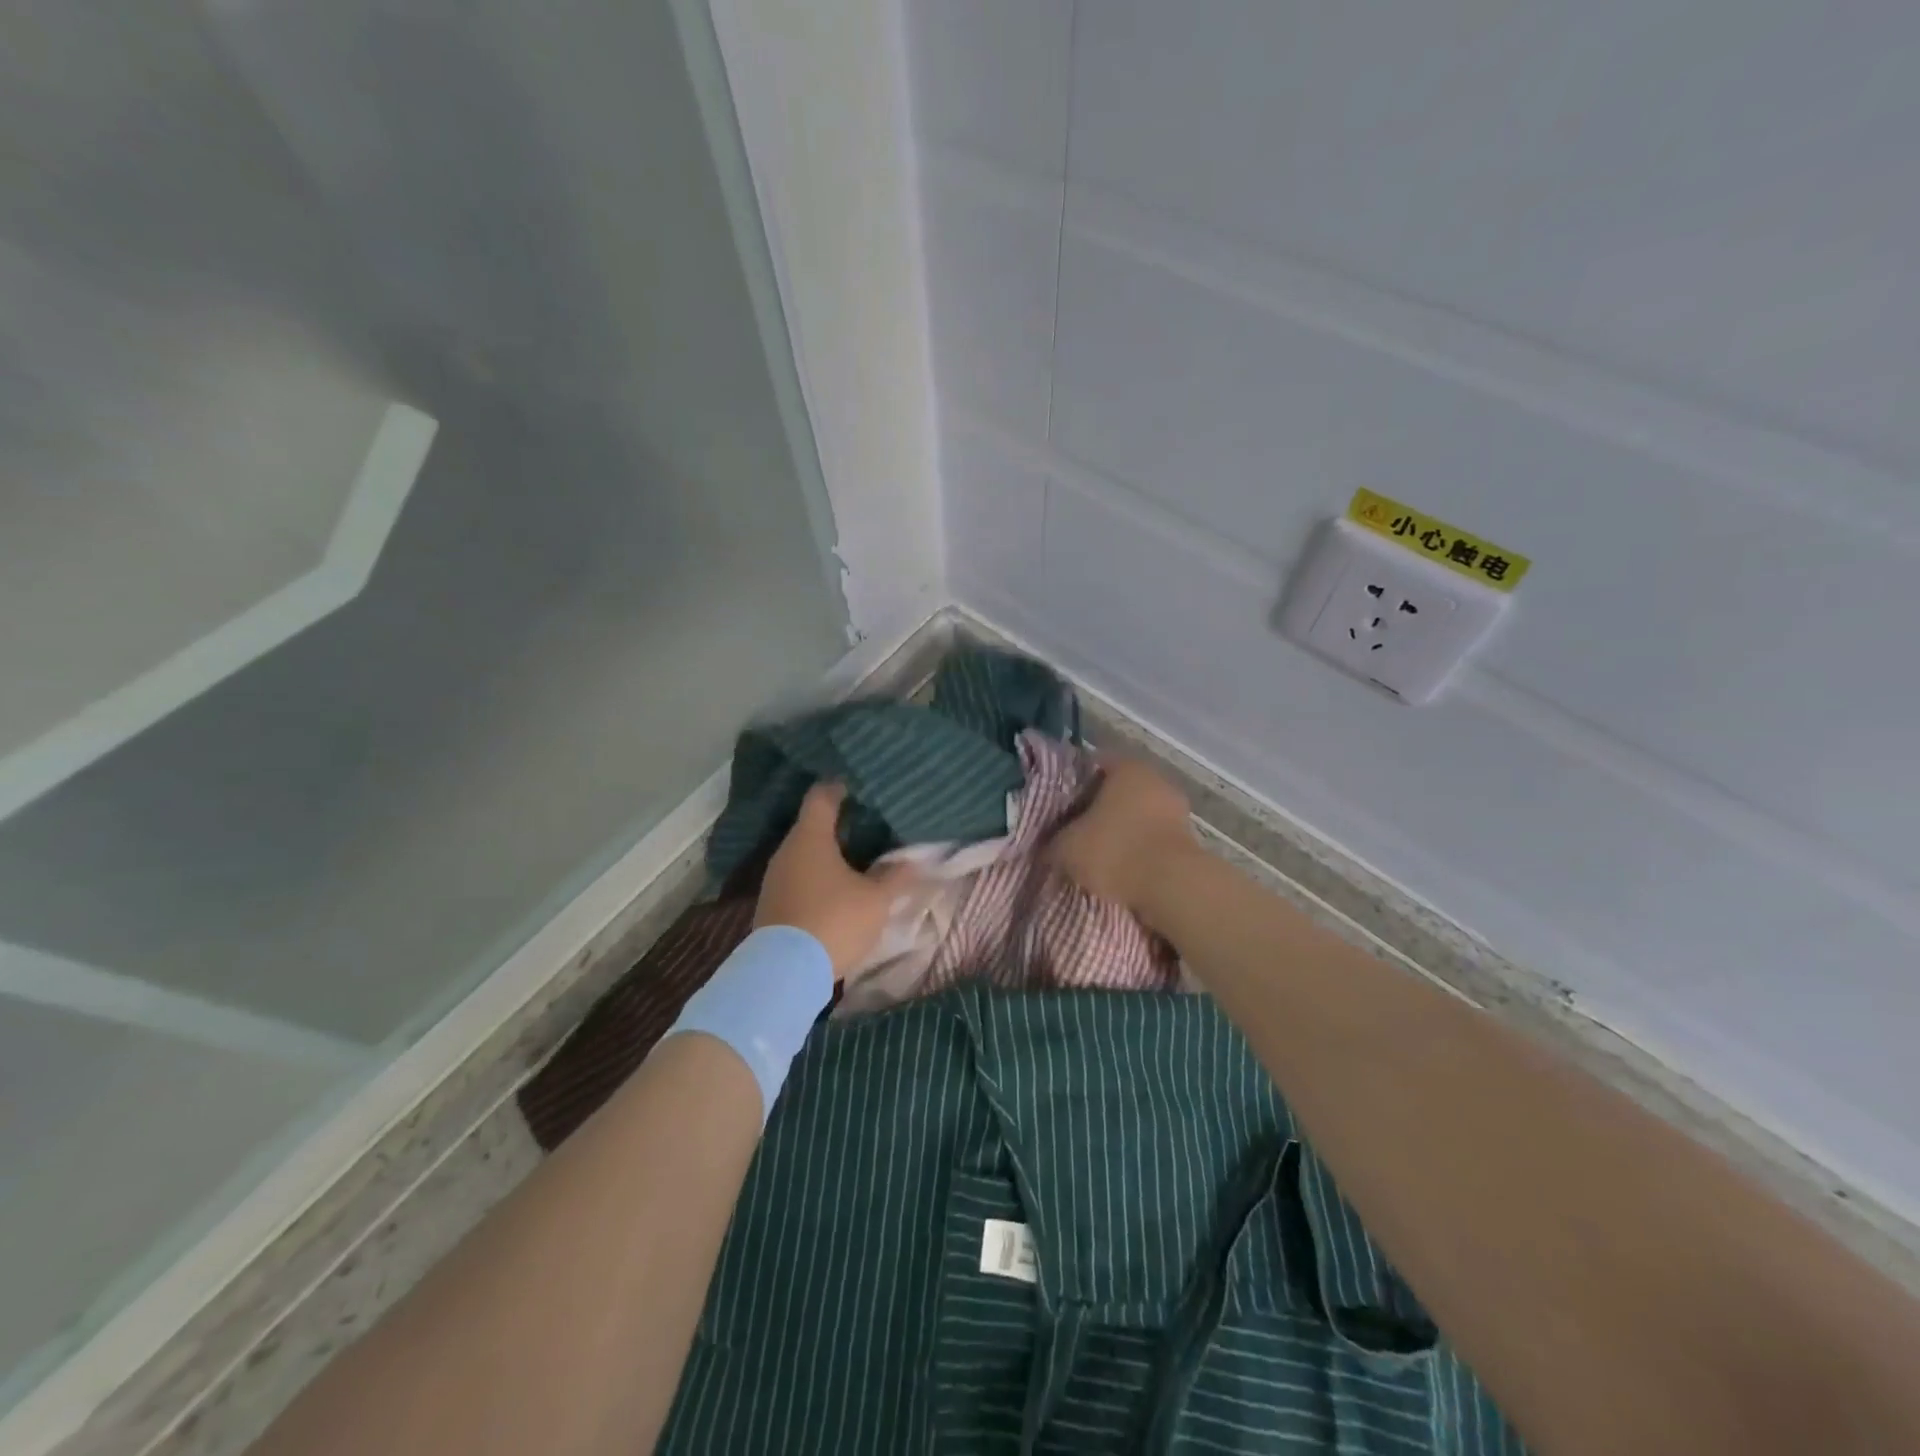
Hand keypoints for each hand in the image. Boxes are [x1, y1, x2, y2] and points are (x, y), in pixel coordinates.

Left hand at [755, 784, 919, 979]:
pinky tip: (839, 889)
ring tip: (861, 857)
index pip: (822, 794)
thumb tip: (913, 859)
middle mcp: (787, 851)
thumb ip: (896, 876)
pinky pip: (799, 877)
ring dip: (830, 853)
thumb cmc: (834, 921)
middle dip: (842, 823)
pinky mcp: (772, 904)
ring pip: (806, 853)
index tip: (864, 786)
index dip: (843, 786)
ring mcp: (775, 879)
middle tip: (873, 823)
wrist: (784, 975)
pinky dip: (818, 876)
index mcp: (810, 836)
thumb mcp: (876, 900)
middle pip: (813, 824)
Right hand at [1048, 754, 1195, 927]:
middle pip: (1117, 790)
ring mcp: (1176, 809)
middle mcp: (1155, 779)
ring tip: (1097, 854)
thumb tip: (1047, 845)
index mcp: (1126, 767)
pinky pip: (1153, 838)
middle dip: (1097, 809)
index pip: (1092, 765)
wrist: (1171, 887)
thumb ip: (1053, 841)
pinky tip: (1122, 869)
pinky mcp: (1188, 839)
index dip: (1071, 785)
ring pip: (1137, 815)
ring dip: (1121, 831)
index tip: (1058, 806)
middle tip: (1074, 830)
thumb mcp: (1066, 848)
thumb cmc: (1114, 851)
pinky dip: (1139, 849)